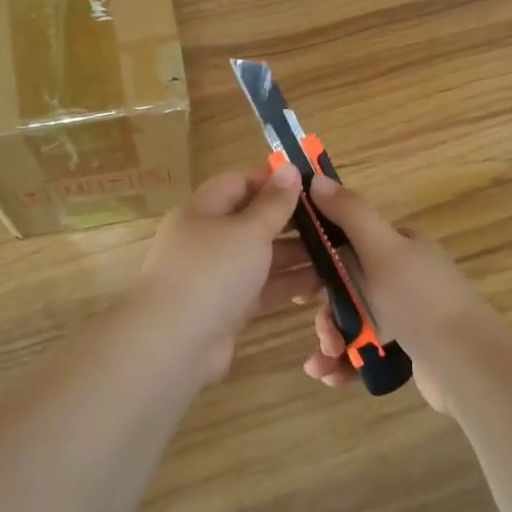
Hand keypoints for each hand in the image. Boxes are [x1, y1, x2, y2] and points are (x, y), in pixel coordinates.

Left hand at [134, 165, 313, 381]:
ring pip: (260, 258)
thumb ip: (273, 203)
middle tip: (333, 221)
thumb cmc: (212, 272)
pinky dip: (287, 284)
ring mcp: (216, 277)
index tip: (311, 184)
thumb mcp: (248, 230)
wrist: (175, 343)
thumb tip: (289, 169)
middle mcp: (207, 241)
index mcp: (202, 211)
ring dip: (295, 255)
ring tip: (336, 252)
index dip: (272, 181)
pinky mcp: (228, 309)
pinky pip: (262, 289)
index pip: (238, 184)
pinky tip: (320, 283)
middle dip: (290, 221)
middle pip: (252, 222)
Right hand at [299, 175, 490, 413]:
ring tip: (323, 365)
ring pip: (354, 322)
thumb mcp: (382, 248)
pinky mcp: (409, 350)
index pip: (350, 243)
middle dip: (327, 315)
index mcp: (402, 247)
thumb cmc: (420, 300)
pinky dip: (346, 363)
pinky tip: (331, 377)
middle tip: (324, 336)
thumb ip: (350, 214)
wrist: (467, 365)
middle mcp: (405, 277)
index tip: (301, 288)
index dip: (321, 263)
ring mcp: (408, 315)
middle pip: (347, 289)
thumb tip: (316, 177)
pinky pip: (366, 351)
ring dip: (331, 343)